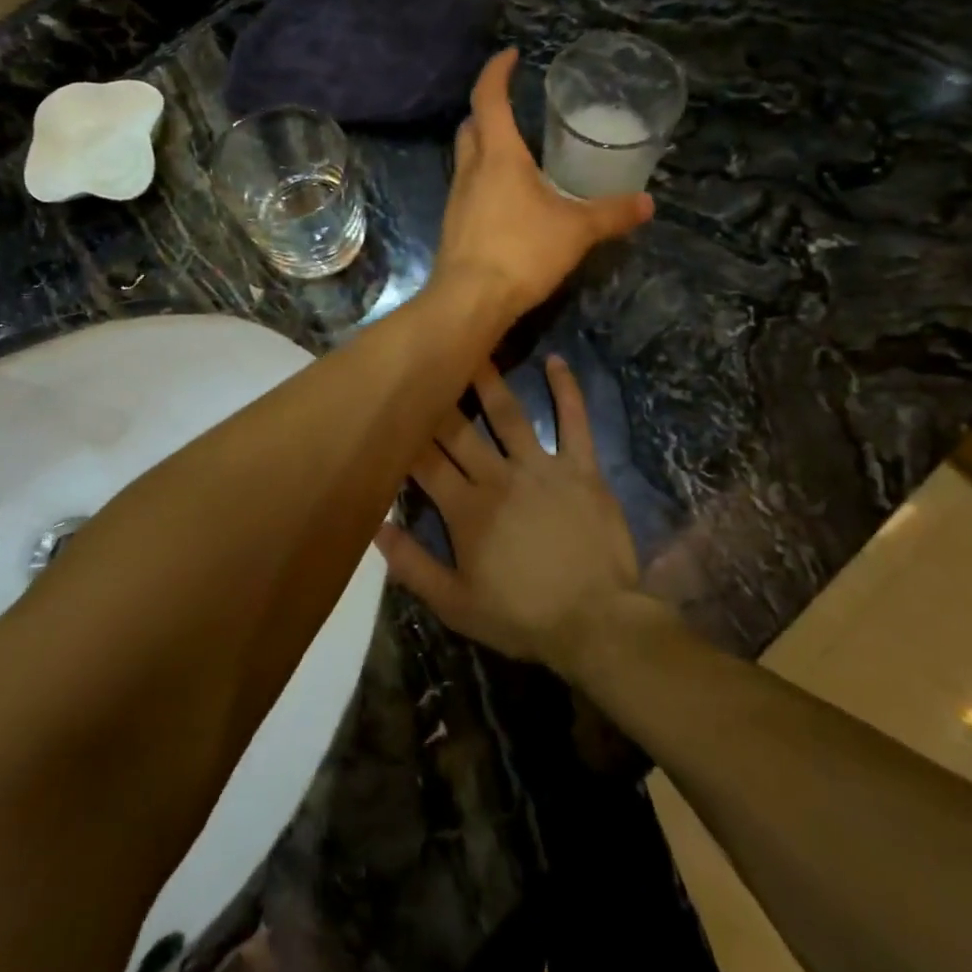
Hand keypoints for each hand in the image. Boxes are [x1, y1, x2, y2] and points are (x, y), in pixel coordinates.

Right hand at [374, 358, 640, 675]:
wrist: (596, 622)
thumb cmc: (523, 616)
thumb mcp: (456, 605)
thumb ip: (412, 565)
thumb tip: (374, 526)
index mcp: (466, 509)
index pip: (426, 462)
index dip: (406, 435)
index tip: (390, 406)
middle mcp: (499, 476)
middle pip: (460, 430)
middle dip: (438, 398)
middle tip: (423, 363)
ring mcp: (542, 467)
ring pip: (509, 414)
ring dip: (489, 380)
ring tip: (473, 348)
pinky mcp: (581, 467)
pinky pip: (574, 420)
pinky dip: (566, 389)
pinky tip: (556, 360)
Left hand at [432, 50, 652, 320]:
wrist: (469, 301)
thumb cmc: (521, 252)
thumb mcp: (576, 231)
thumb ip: (611, 214)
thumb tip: (647, 203)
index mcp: (498, 156)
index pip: (489, 98)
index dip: (497, 72)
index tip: (511, 56)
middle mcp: (471, 170)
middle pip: (471, 126)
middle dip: (488, 109)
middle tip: (514, 108)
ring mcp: (457, 199)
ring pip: (466, 158)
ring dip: (485, 146)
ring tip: (518, 154)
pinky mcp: (455, 226)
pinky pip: (468, 188)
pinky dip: (485, 180)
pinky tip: (508, 200)